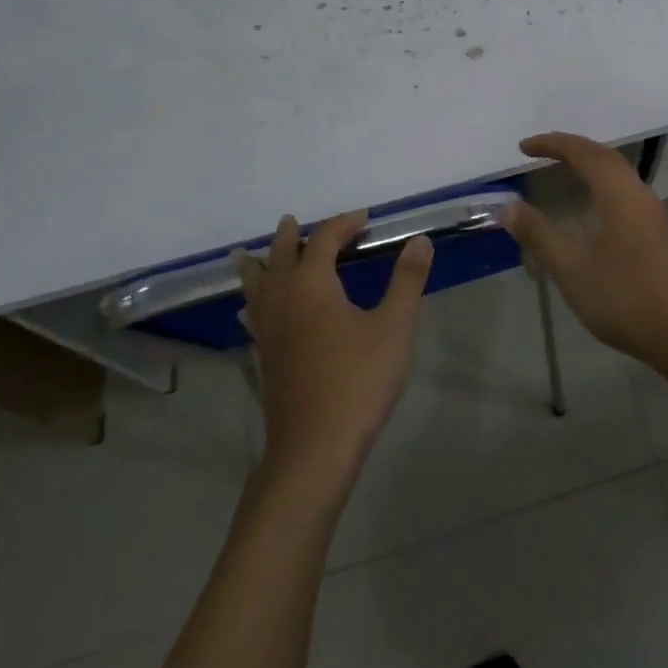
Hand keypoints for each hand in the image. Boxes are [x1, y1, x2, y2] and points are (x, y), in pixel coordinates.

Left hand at [235, 211, 432, 479]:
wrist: (314, 449)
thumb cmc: (358, 382)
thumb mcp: (395, 327)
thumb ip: (407, 280)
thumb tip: (420, 240)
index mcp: (312, 286)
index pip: (323, 240)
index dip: (343, 224)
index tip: (364, 218)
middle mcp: (283, 300)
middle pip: (280, 257)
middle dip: (290, 237)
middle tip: (292, 222)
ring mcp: (269, 331)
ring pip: (256, 286)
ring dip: (259, 265)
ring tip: (247, 254)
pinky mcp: (265, 357)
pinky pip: (253, 312)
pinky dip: (254, 297)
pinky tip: (255, 310)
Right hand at [499, 133, 667, 379]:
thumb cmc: (625, 296)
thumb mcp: (572, 268)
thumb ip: (539, 235)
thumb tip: (508, 207)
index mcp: (618, 192)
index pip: (583, 152)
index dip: (553, 144)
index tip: (524, 147)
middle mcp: (638, 193)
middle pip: (604, 157)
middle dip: (572, 149)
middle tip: (541, 152)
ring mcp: (652, 214)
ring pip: (618, 175)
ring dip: (589, 167)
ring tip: (562, 173)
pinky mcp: (657, 234)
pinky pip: (624, 193)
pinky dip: (601, 187)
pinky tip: (590, 211)